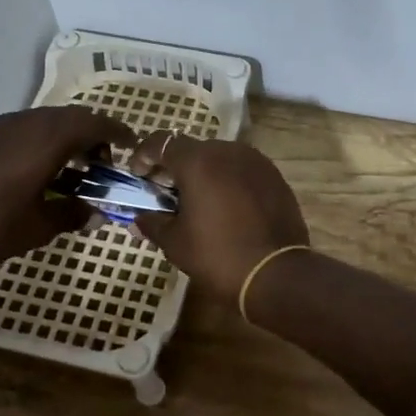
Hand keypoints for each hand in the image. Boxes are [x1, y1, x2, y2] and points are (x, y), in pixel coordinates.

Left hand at [0, 106, 134, 273]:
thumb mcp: (41, 227)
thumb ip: (74, 214)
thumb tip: (95, 213)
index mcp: (47, 138)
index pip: (94, 122)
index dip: (117, 131)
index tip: (133, 144)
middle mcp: (25, 123)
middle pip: (70, 117)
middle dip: (93, 136)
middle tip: (103, 165)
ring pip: (45, 122)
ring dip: (66, 140)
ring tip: (73, 172)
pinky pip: (24, 131)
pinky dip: (42, 144)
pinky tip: (38, 175)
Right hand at [127, 133, 308, 303]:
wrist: (277, 273)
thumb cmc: (218, 255)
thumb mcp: (175, 242)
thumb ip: (153, 223)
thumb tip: (138, 218)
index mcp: (198, 161)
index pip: (161, 142)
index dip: (143, 156)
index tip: (138, 176)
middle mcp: (228, 151)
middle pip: (192, 149)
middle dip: (174, 166)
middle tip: (164, 193)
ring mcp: (256, 161)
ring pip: (219, 158)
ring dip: (203, 173)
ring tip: (196, 201)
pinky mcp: (274, 176)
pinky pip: (242, 170)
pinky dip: (227, 180)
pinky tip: (225, 206)